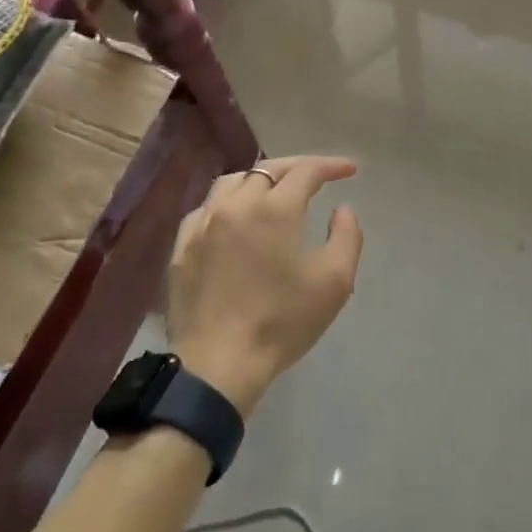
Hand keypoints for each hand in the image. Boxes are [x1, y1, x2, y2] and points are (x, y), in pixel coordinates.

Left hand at [168, 156, 363, 415]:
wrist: (217, 365)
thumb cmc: (281, 323)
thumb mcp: (334, 283)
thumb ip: (346, 237)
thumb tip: (341, 209)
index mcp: (274, 209)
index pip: (306, 171)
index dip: (331, 165)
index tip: (349, 170)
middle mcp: (236, 204)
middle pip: (268, 168)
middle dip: (298, 167)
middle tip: (318, 176)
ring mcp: (203, 223)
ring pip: (233, 182)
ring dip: (260, 179)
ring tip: (276, 190)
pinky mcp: (182, 246)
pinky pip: (206, 208)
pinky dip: (228, 202)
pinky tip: (235, 217)